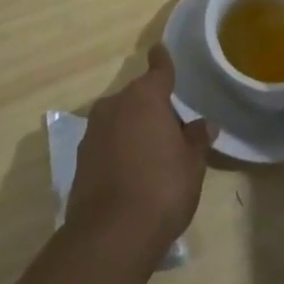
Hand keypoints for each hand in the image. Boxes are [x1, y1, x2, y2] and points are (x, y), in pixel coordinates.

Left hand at [66, 46, 214, 264]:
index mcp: (146, 97)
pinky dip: (118, 149)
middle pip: (138, 96)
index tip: (159, 49)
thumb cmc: (162, 189)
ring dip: (133, 128)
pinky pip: (106, 142)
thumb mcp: (192, 164)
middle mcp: (115, 105)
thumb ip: (197, 139)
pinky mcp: (80, 158)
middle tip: (172, 128)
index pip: (159, 70)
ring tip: (152, 153)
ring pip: (119, 119)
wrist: (111, 234)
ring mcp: (93, 131)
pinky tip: (131, 172)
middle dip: (152, 106)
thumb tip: (203, 124)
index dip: (162, 61)